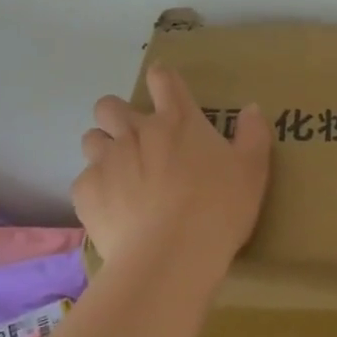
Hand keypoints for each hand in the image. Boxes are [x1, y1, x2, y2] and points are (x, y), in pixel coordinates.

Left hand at [72, 66, 270, 280]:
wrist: (170, 257)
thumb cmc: (218, 209)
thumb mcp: (252, 172)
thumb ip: (253, 135)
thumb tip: (251, 109)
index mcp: (177, 121)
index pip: (162, 79)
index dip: (161, 79)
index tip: (163, 88)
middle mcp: (136, 131)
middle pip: (110, 105)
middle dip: (117, 115)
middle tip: (135, 140)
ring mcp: (107, 159)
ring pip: (91, 138)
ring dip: (103, 149)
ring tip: (119, 175)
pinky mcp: (86, 191)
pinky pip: (84, 180)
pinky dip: (96, 190)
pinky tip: (112, 211)